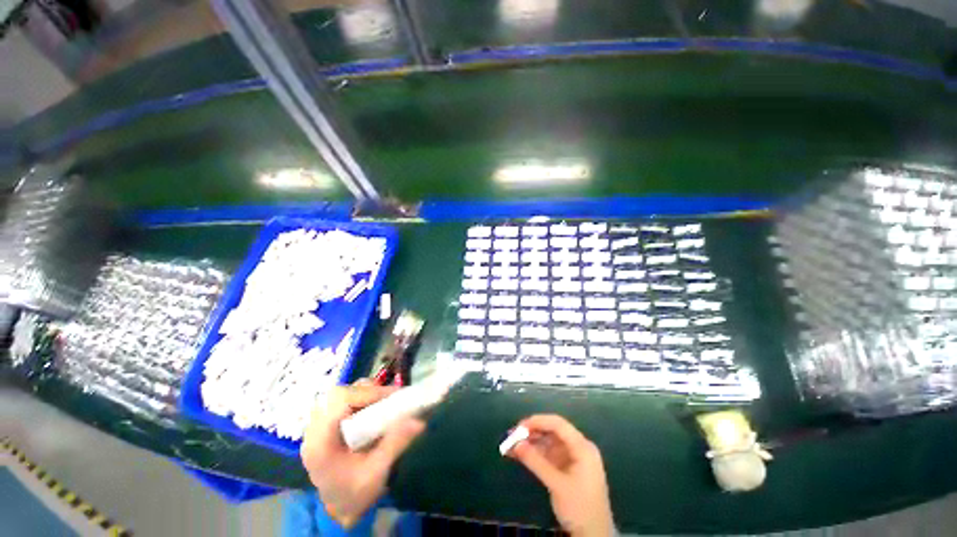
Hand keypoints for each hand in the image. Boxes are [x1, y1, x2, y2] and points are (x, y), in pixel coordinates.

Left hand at [300, 381, 425, 527]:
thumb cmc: (355, 494)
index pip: (339, 400)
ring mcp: (317, 428)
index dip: (368, 392)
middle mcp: (314, 431)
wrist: (340, 509)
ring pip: (339, 395)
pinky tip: (373, 409)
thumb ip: (395, 444)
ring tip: (383, 403)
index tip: (393, 396)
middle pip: (338, 394)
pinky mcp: (325, 427)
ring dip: (363, 394)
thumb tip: (419, 420)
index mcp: (320, 442)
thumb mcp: (377, 472)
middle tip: (389, 398)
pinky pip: (341, 403)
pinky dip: (360, 400)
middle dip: (367, 391)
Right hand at [507, 414, 614, 536]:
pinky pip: (547, 455)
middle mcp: (578, 448)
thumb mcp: (557, 485)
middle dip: (531, 432)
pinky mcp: (565, 468)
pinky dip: (533, 454)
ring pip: (547, 443)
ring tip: (510, 445)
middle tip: (512, 436)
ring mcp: (571, 458)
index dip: (538, 421)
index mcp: (583, 447)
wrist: (594, 536)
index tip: (520, 426)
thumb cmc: (580, 508)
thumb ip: (536, 462)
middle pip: (552, 432)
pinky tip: (518, 455)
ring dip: (530, 443)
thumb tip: (515, 444)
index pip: (559, 425)